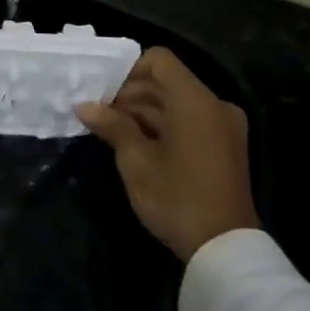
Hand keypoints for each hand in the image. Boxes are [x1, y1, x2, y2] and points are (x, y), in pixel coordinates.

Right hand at [76, 47, 258, 260]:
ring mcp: (224, 127)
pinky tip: (137, 146)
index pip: (159, 60)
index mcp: (196, 101)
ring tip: (112, 133)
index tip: (105, 95)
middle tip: (100, 116)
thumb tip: (84, 106)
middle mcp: (215, 105)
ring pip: (176, 103)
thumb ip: (112, 125)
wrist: (225, 250)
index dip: (128, 70)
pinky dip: (163, 126)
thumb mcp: (136, 161)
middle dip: (130, 95)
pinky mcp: (225, 146)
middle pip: (166, 82)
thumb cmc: (176, 198)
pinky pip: (189, 121)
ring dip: (144, 112)